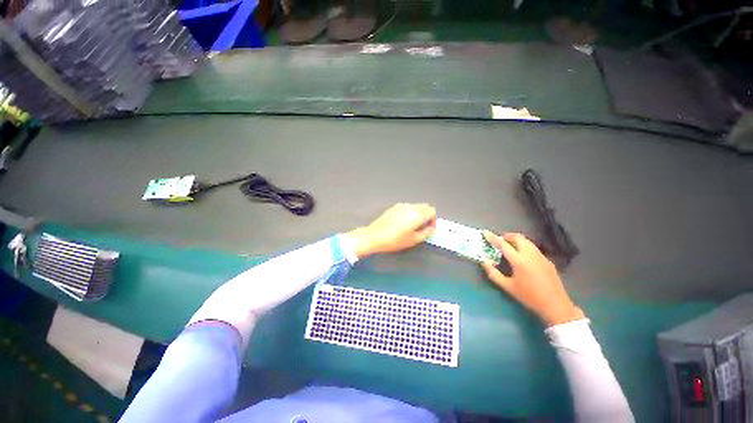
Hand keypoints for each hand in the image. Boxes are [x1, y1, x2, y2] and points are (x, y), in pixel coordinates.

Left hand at [346, 203, 436, 258]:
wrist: (374, 236)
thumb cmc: (394, 240)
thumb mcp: (413, 240)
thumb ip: (426, 233)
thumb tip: (431, 229)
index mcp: (417, 214)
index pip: (432, 211)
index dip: (433, 220)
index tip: (430, 229)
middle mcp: (410, 207)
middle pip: (425, 207)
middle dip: (427, 216)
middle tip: (424, 228)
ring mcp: (401, 206)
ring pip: (415, 206)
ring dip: (419, 214)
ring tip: (413, 227)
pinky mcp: (394, 207)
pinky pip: (407, 208)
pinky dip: (410, 213)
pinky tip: (404, 224)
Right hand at [481, 231, 583, 326]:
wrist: (555, 305)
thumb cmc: (529, 296)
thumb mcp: (507, 287)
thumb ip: (493, 273)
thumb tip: (484, 262)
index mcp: (519, 260)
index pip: (503, 244)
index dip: (493, 237)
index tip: (485, 232)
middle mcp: (530, 254)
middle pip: (518, 237)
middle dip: (506, 236)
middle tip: (498, 240)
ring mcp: (541, 256)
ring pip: (527, 241)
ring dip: (516, 240)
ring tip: (509, 246)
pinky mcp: (547, 260)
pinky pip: (533, 248)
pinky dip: (524, 246)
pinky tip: (522, 256)